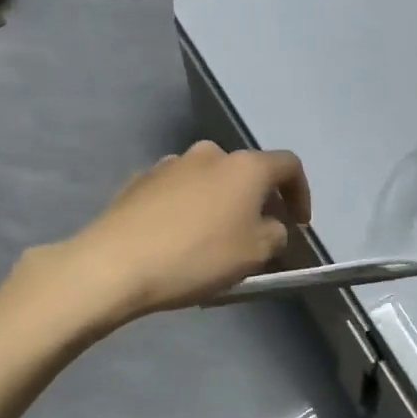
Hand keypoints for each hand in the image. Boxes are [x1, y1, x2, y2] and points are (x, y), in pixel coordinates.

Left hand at [67, 141, 311, 318]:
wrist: (115, 263)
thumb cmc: (198, 256)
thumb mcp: (255, 253)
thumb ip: (276, 234)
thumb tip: (271, 225)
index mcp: (245, 166)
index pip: (289, 165)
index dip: (301, 193)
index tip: (299, 224)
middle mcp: (210, 153)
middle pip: (246, 171)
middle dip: (257, 199)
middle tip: (256, 233)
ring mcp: (171, 163)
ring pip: (209, 179)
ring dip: (219, 202)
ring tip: (213, 238)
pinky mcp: (140, 180)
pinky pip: (177, 190)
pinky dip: (187, 207)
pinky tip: (177, 237)